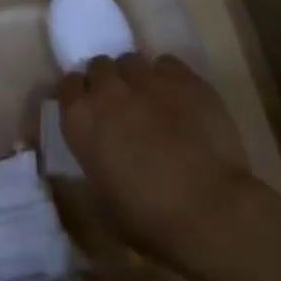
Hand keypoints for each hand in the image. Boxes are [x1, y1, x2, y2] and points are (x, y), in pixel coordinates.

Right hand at [57, 52, 264, 271]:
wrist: (212, 212)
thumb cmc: (151, 219)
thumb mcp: (102, 199)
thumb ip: (91, 161)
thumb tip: (96, 151)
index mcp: (80, 118)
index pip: (68, 85)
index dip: (81, 97)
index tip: (93, 114)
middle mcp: (108, 89)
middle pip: (100, 66)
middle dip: (109, 83)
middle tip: (124, 110)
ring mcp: (146, 78)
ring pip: (132, 61)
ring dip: (137, 79)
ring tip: (154, 103)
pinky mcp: (183, 78)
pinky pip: (167, 64)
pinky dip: (169, 79)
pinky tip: (180, 101)